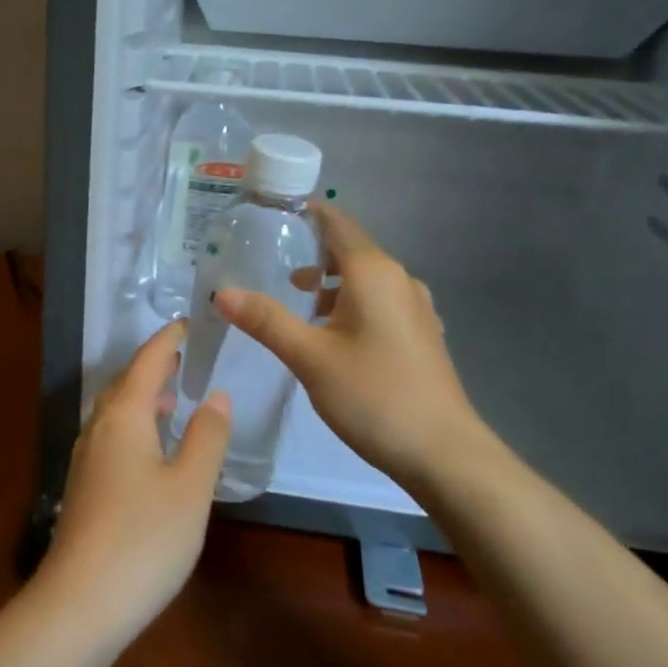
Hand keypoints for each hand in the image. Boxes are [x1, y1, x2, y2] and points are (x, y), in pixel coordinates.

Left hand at [37, 321, 230, 646]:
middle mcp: (98, 427)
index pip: (147, 361)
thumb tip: (215, 394)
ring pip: (115, 411)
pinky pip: (111, 435)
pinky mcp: (84, 487)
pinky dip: (134, 425)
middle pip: (125, 382)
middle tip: (184, 357)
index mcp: (123, 415)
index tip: (190, 322)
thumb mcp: (190, 486)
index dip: (168, 339)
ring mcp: (86, 458)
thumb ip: (207, 436)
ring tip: (172, 399)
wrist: (79, 604)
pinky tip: (152, 450)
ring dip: (142, 396)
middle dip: (153, 365)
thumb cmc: (143, 538)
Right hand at [215, 204, 489, 490]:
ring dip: (332, 283)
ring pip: (366, 279)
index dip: (308, 213)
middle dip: (313, 251)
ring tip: (300, 302)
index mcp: (373, 273)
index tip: (275, 213)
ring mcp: (416, 307)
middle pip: (351, 250)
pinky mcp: (422, 334)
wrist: (445, 454)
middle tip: (274, 261)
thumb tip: (223, 292)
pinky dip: (352, 303)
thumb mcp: (310, 357)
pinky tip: (335, 335)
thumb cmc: (374, 395)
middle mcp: (399, 279)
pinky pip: (381, 302)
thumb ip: (266, 320)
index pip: (337, 224)